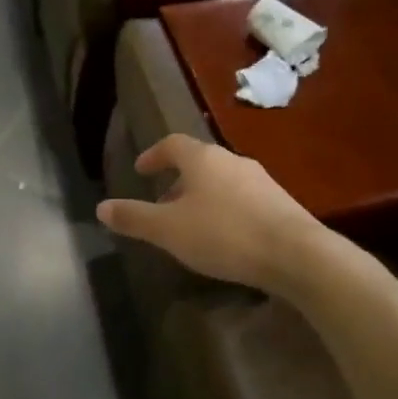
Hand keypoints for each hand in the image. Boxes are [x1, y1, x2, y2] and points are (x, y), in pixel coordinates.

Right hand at [97, 134, 323, 294]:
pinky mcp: (281, 203)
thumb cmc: (224, 234)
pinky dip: (225, 210)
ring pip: (221, 181)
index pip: (171, 144)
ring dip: (202, 197)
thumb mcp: (168, 230)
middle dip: (177, 181)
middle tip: (162, 204)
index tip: (140, 170)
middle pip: (198, 162)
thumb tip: (101, 207)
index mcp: (203, 158)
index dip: (153, 155)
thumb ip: (134, 218)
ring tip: (191, 225)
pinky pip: (242, 199)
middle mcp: (232, 160)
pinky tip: (224, 237)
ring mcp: (261, 180)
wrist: (296, 254)